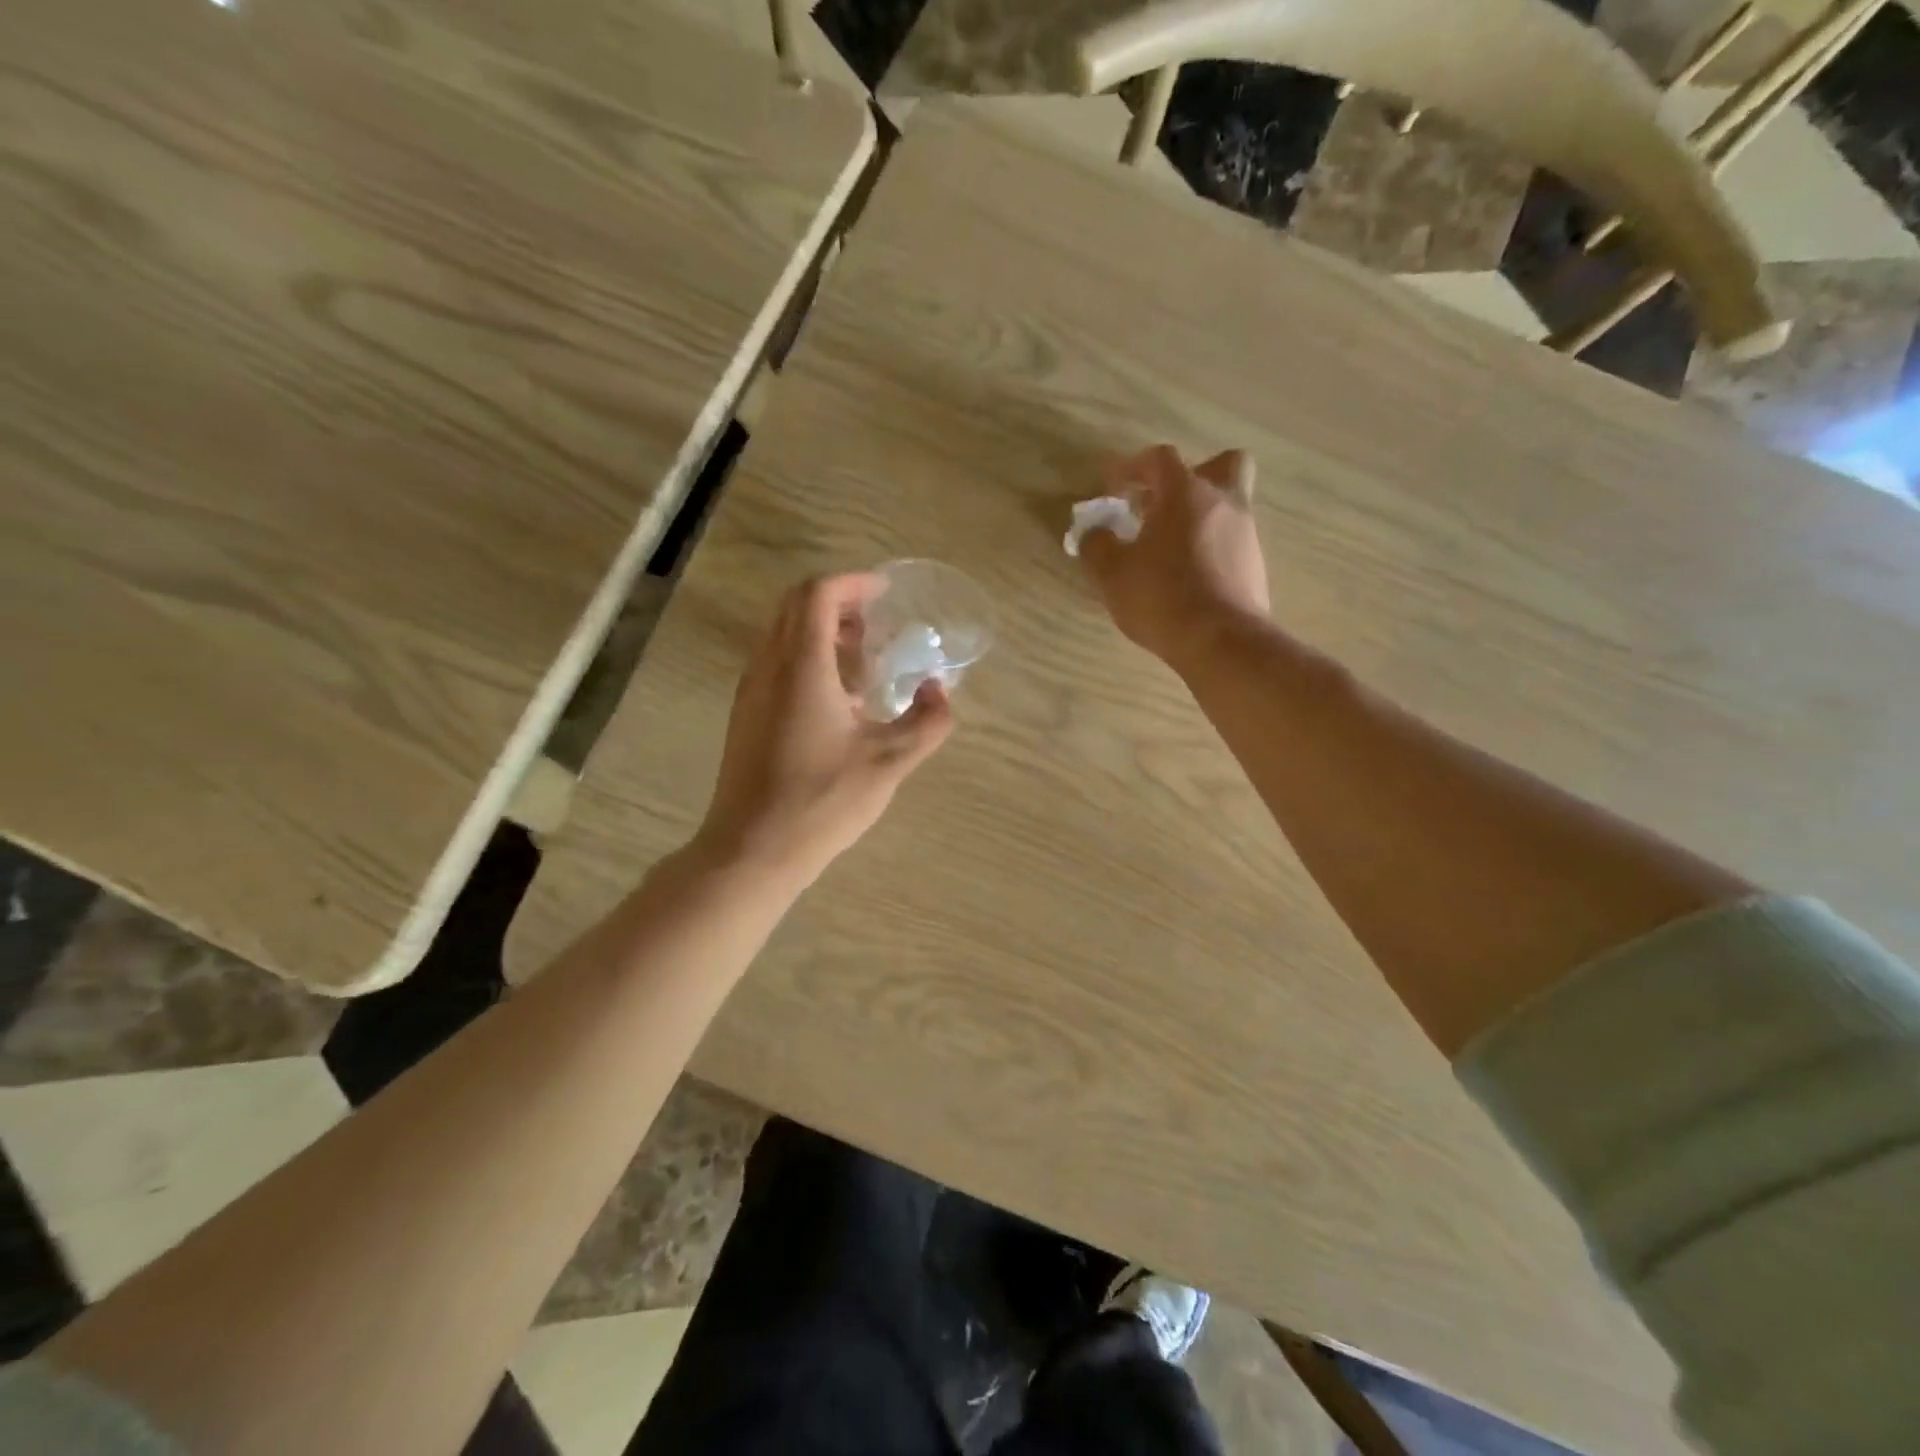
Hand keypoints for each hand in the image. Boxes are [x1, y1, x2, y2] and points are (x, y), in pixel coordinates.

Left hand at [695, 573, 953, 884]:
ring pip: (780, 635)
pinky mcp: (746, 716)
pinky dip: (805, 658)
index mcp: (801, 666)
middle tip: (875, 623)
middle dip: (836, 603)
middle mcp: (768, 667)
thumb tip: (940, 692)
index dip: (852, 584)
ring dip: (820, 631)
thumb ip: (926, 722)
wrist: (752, 849)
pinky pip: (774, 663)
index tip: (883, 591)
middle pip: (794, 606)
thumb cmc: (822, 800)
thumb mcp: (889, 763)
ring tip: (862, 660)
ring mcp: (750, 692)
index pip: (817, 595)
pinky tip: (837, 700)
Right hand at [1079, 445, 1270, 666]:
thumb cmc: (1161, 597)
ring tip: (1167, 550)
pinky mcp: (1255, 566)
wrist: (1222, 642)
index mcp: (1186, 493)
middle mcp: (1224, 503)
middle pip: (1221, 465)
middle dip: (1191, 476)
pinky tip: (1187, 578)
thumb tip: (1095, 532)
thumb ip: (1098, 545)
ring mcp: (1246, 535)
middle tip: (1162, 504)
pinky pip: (1231, 542)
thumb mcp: (1112, 573)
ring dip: (1199, 517)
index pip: (1160, 459)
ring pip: (1227, 507)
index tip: (1112, 489)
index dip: (1132, 467)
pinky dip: (1209, 549)